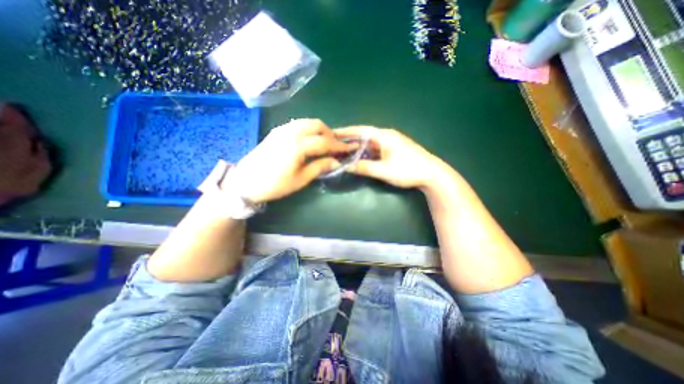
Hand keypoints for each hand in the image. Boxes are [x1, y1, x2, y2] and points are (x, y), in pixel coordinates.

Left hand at [229, 119, 357, 203]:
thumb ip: (319, 167)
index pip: (325, 141)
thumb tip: (336, 162)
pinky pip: (297, 124)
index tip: (351, 147)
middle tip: (335, 146)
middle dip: (330, 134)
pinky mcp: (276, 131)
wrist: (245, 182)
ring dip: (319, 130)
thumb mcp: (300, 179)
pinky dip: (308, 129)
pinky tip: (309, 140)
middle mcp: (291, 132)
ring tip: (324, 143)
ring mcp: (282, 129)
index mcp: (298, 146)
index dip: (340, 145)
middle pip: (317, 125)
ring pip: (307, 122)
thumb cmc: (275, 185)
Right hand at [333, 126, 449, 188]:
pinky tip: (362, 157)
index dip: (346, 131)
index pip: (361, 130)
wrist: (432, 174)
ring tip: (346, 150)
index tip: (333, 132)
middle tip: (337, 143)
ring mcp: (393, 142)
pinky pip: (377, 148)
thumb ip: (364, 167)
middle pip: (365, 135)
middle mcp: (387, 135)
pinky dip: (368, 151)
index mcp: (384, 136)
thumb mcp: (383, 170)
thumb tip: (346, 166)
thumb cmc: (407, 170)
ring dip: (359, 146)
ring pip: (371, 142)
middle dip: (351, 139)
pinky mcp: (396, 149)